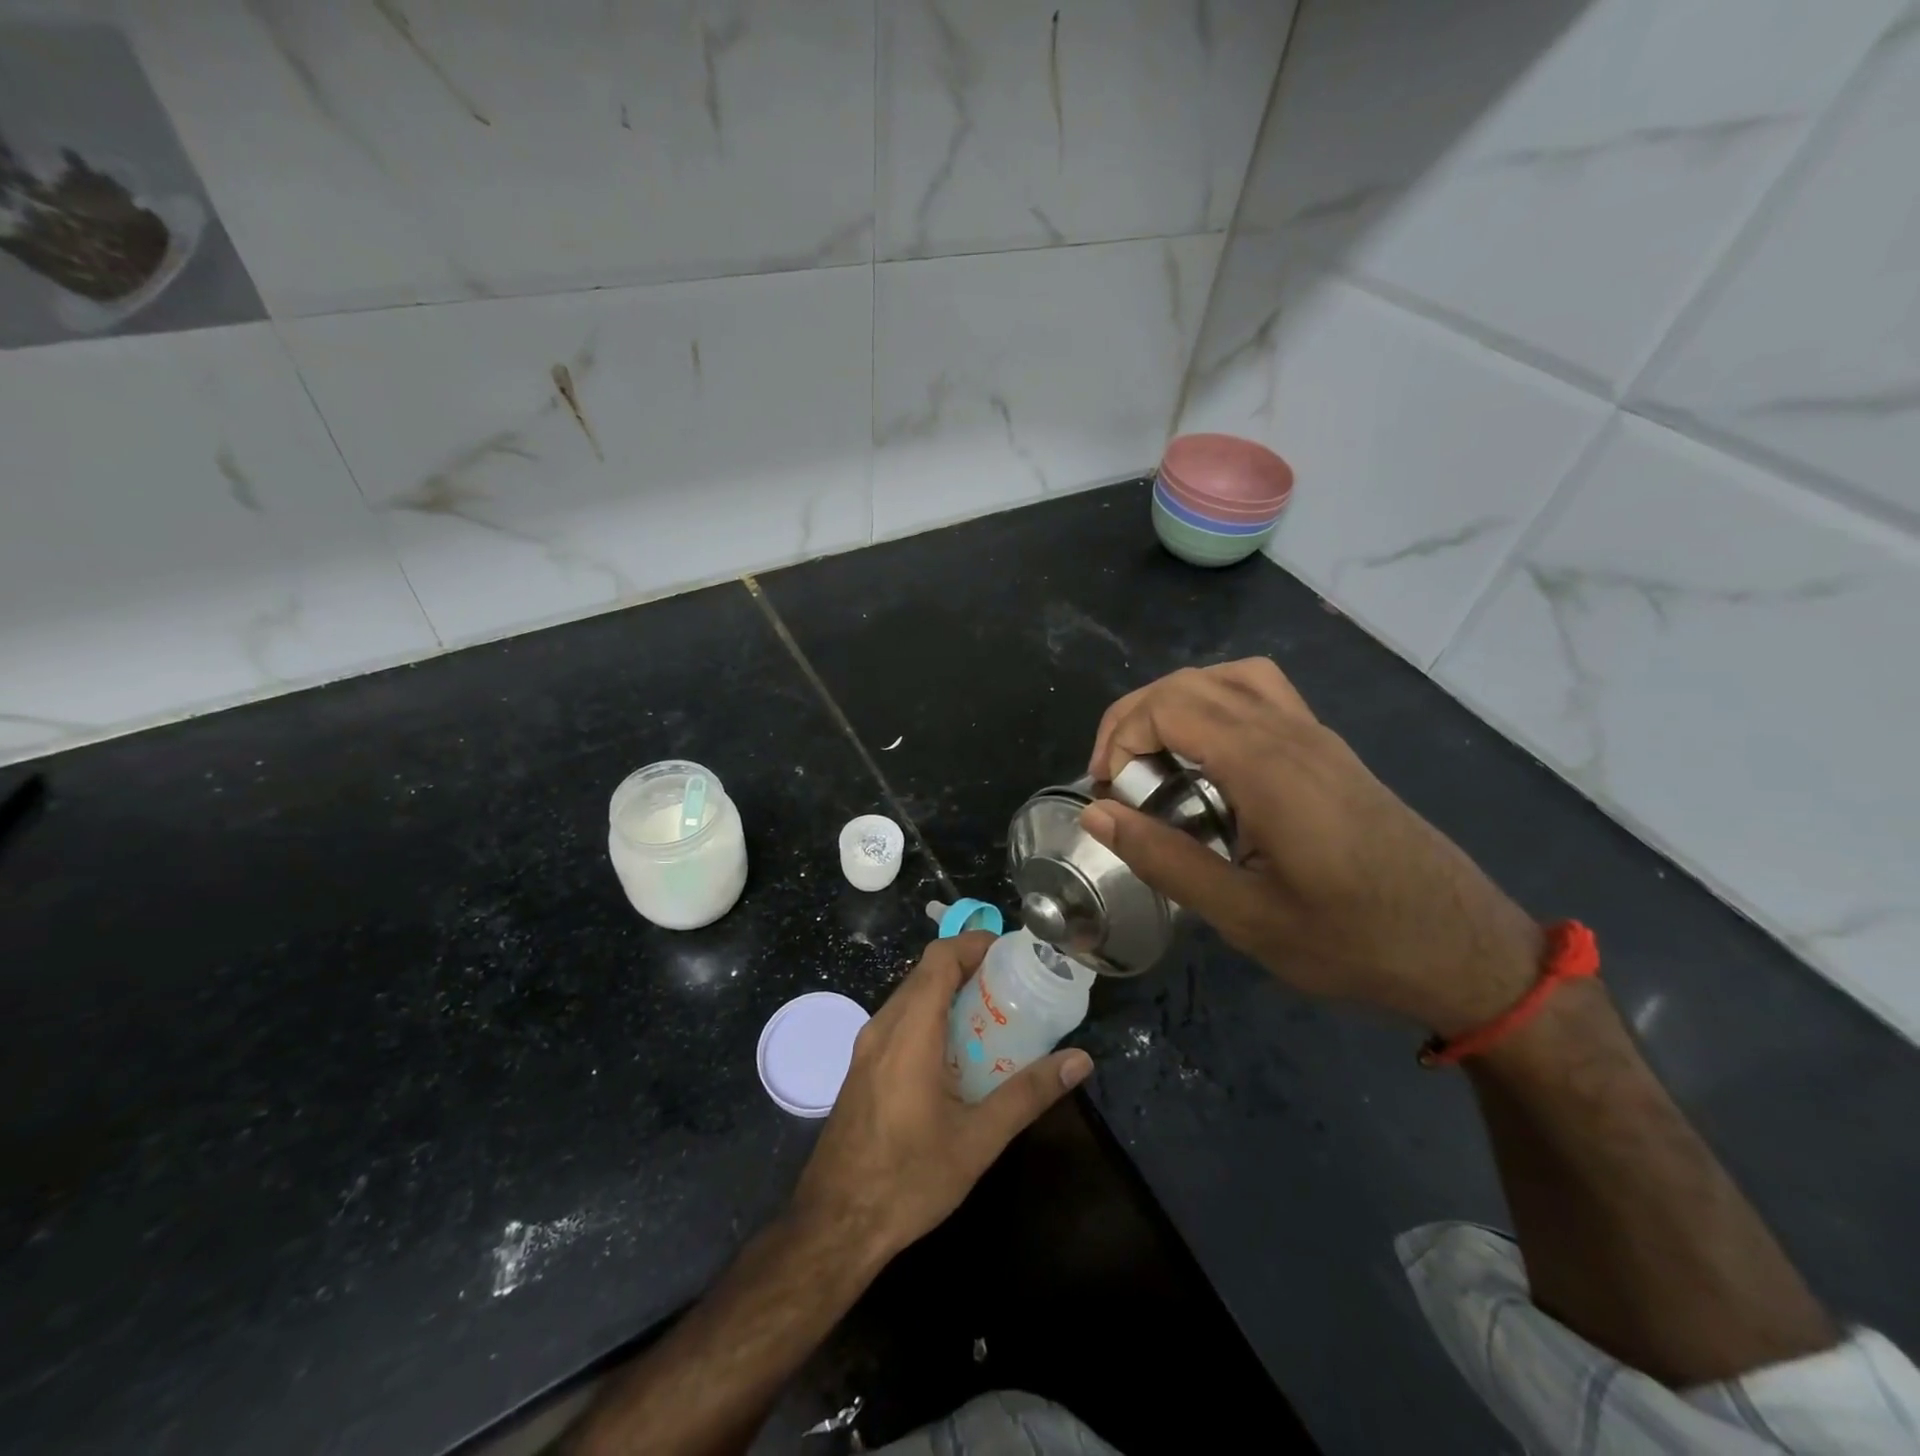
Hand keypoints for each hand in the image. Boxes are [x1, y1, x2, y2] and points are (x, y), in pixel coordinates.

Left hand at [791, 932, 1093, 1263]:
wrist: (834, 1226)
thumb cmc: (908, 1180)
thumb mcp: (978, 1140)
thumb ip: (1029, 1093)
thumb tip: (1079, 1060)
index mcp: (908, 1032)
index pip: (939, 958)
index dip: (975, 944)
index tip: (1013, 953)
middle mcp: (882, 1027)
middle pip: (925, 972)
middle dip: (970, 967)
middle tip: (1014, 985)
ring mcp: (866, 1048)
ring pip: (911, 996)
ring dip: (950, 993)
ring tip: (994, 1014)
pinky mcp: (862, 1068)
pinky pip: (900, 1021)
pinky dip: (932, 1016)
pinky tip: (959, 1052)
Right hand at [1083, 659, 1540, 1036]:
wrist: (1466, 949)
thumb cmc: (1352, 941)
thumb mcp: (1245, 916)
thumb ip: (1164, 858)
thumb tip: (1095, 812)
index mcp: (1267, 767)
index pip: (1170, 706)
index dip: (1121, 737)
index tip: (1107, 793)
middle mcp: (1291, 733)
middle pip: (1192, 682)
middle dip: (1135, 718)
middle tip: (1116, 779)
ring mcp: (1316, 735)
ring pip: (1229, 677)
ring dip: (1176, 705)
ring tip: (1155, 759)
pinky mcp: (1330, 750)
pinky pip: (1261, 694)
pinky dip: (1215, 706)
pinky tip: (1209, 762)